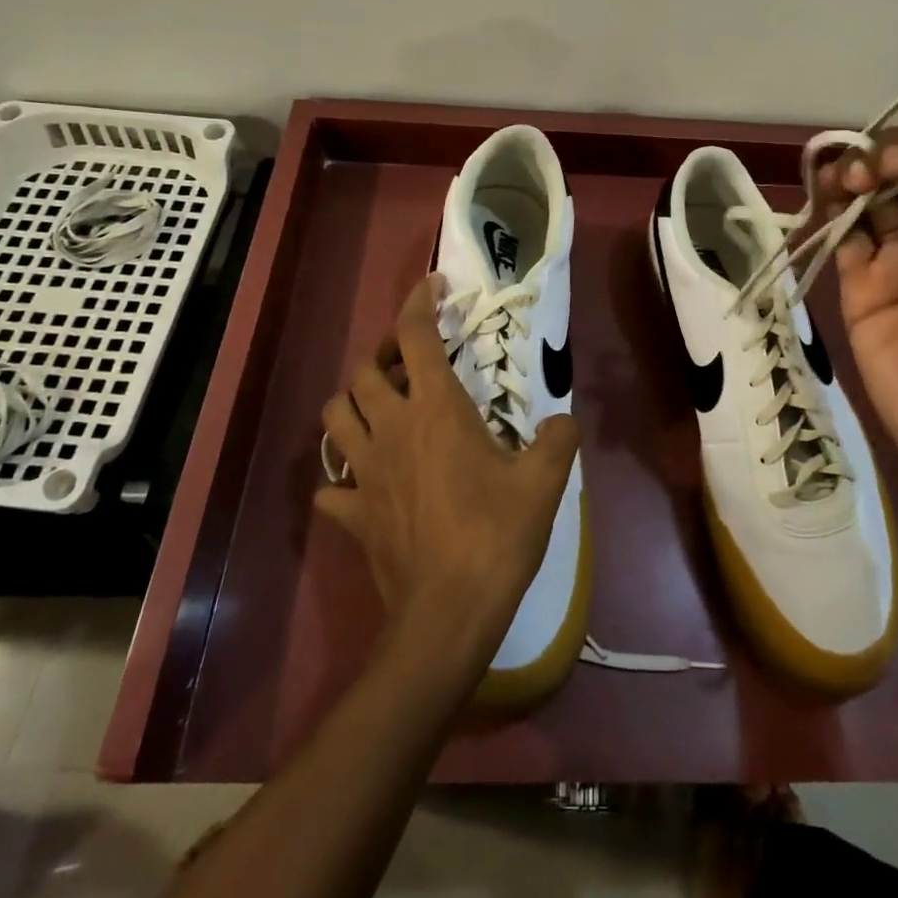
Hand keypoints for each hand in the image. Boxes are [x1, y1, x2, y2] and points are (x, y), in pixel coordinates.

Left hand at [316, 275, 579, 668]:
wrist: (449, 613)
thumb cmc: (496, 535)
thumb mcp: (545, 481)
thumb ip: (560, 438)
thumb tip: (565, 421)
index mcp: (435, 410)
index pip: (413, 336)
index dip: (419, 302)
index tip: (432, 285)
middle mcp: (391, 430)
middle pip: (362, 373)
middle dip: (382, 357)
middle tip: (409, 364)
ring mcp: (364, 472)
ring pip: (333, 418)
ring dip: (352, 404)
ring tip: (379, 410)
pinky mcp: (352, 514)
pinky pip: (331, 487)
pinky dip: (342, 478)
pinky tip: (364, 484)